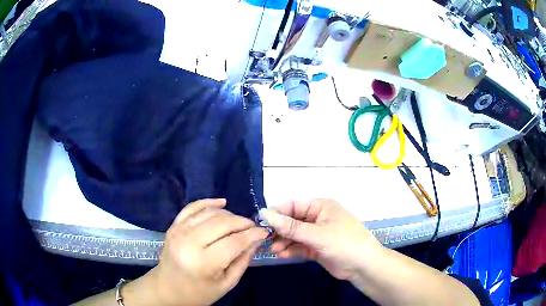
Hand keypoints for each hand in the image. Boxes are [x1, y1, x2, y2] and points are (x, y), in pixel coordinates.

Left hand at [146, 199, 268, 305]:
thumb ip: (243, 260)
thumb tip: (257, 239)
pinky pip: (192, 207)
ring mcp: (178, 231)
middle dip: (242, 222)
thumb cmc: (199, 292)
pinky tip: (222, 203)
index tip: (264, 232)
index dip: (252, 234)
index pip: (234, 241)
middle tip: (253, 227)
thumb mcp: (227, 283)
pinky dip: (208, 203)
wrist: (167, 288)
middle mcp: (189, 242)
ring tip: (240, 223)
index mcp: (203, 263)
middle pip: (222, 223)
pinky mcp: (173, 225)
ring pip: (209, 213)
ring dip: (229, 214)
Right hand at [259, 199, 381, 279]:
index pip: (293, 205)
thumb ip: (291, 226)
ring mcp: (317, 234)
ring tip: (274, 250)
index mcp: (321, 207)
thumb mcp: (317, 234)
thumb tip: (265, 214)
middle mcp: (318, 218)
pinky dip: (291, 250)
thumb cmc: (344, 243)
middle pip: (292, 221)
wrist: (363, 266)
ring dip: (284, 241)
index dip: (277, 213)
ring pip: (295, 235)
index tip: (260, 222)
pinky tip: (283, 255)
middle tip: (265, 239)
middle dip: (279, 230)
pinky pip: (300, 246)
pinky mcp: (317, 248)